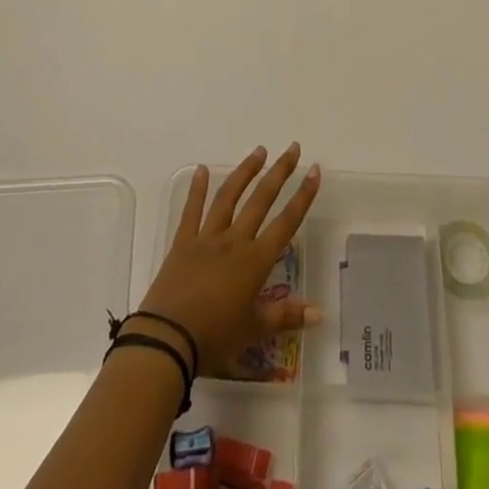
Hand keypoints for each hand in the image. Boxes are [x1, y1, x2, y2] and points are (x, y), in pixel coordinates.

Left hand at [137, 144, 322, 376]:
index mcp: (255, 261)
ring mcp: (207, 238)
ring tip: (259, 151)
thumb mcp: (254, 330)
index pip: (286, 222)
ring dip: (245, 172)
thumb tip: (320, 313)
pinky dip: (197, 189)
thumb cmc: (215, 337)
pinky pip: (191, 211)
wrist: (167, 339)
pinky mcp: (183, 242)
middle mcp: (234, 240)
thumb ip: (286, 316)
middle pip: (261, 200)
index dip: (303, 196)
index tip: (314, 170)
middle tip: (292, 148)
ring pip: (229, 197)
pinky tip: (202, 170)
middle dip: (279, 172)